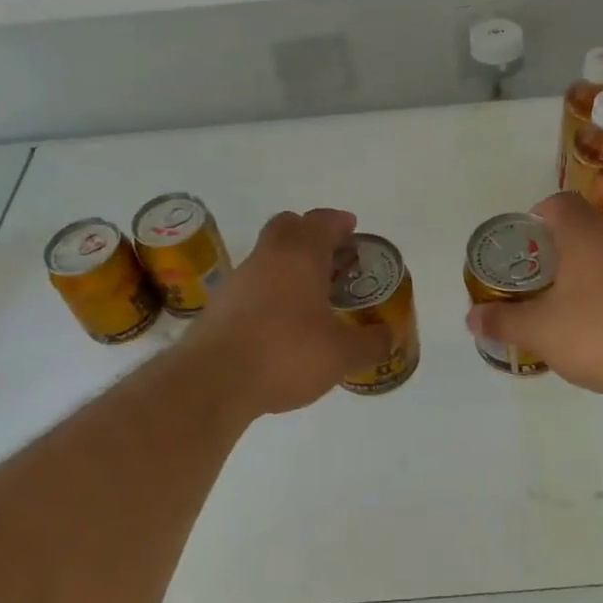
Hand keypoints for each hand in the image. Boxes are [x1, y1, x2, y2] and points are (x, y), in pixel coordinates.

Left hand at [180, 208, 393, 418]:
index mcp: (300, 255)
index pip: (321, 221)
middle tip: (332, 257)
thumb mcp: (342, 355)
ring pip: (267, 256)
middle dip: (310, 234)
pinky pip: (252, 285)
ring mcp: (238, 279)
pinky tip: (281, 323)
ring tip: (311, 295)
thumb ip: (371, 343)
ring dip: (288, 265)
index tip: (352, 229)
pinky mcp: (219, 306)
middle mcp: (267, 257)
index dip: (339, 222)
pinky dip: (270, 292)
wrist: (213, 381)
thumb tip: (389, 336)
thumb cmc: (286, 353)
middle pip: (288, 227)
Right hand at [466, 192, 602, 399]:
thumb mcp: (541, 332)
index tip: (526, 245)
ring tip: (577, 306)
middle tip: (544, 281)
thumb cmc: (600, 334)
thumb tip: (471, 318)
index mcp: (585, 234)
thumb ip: (503, 322)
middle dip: (562, 249)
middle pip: (586, 227)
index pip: (558, 203)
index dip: (537, 217)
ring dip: (594, 270)